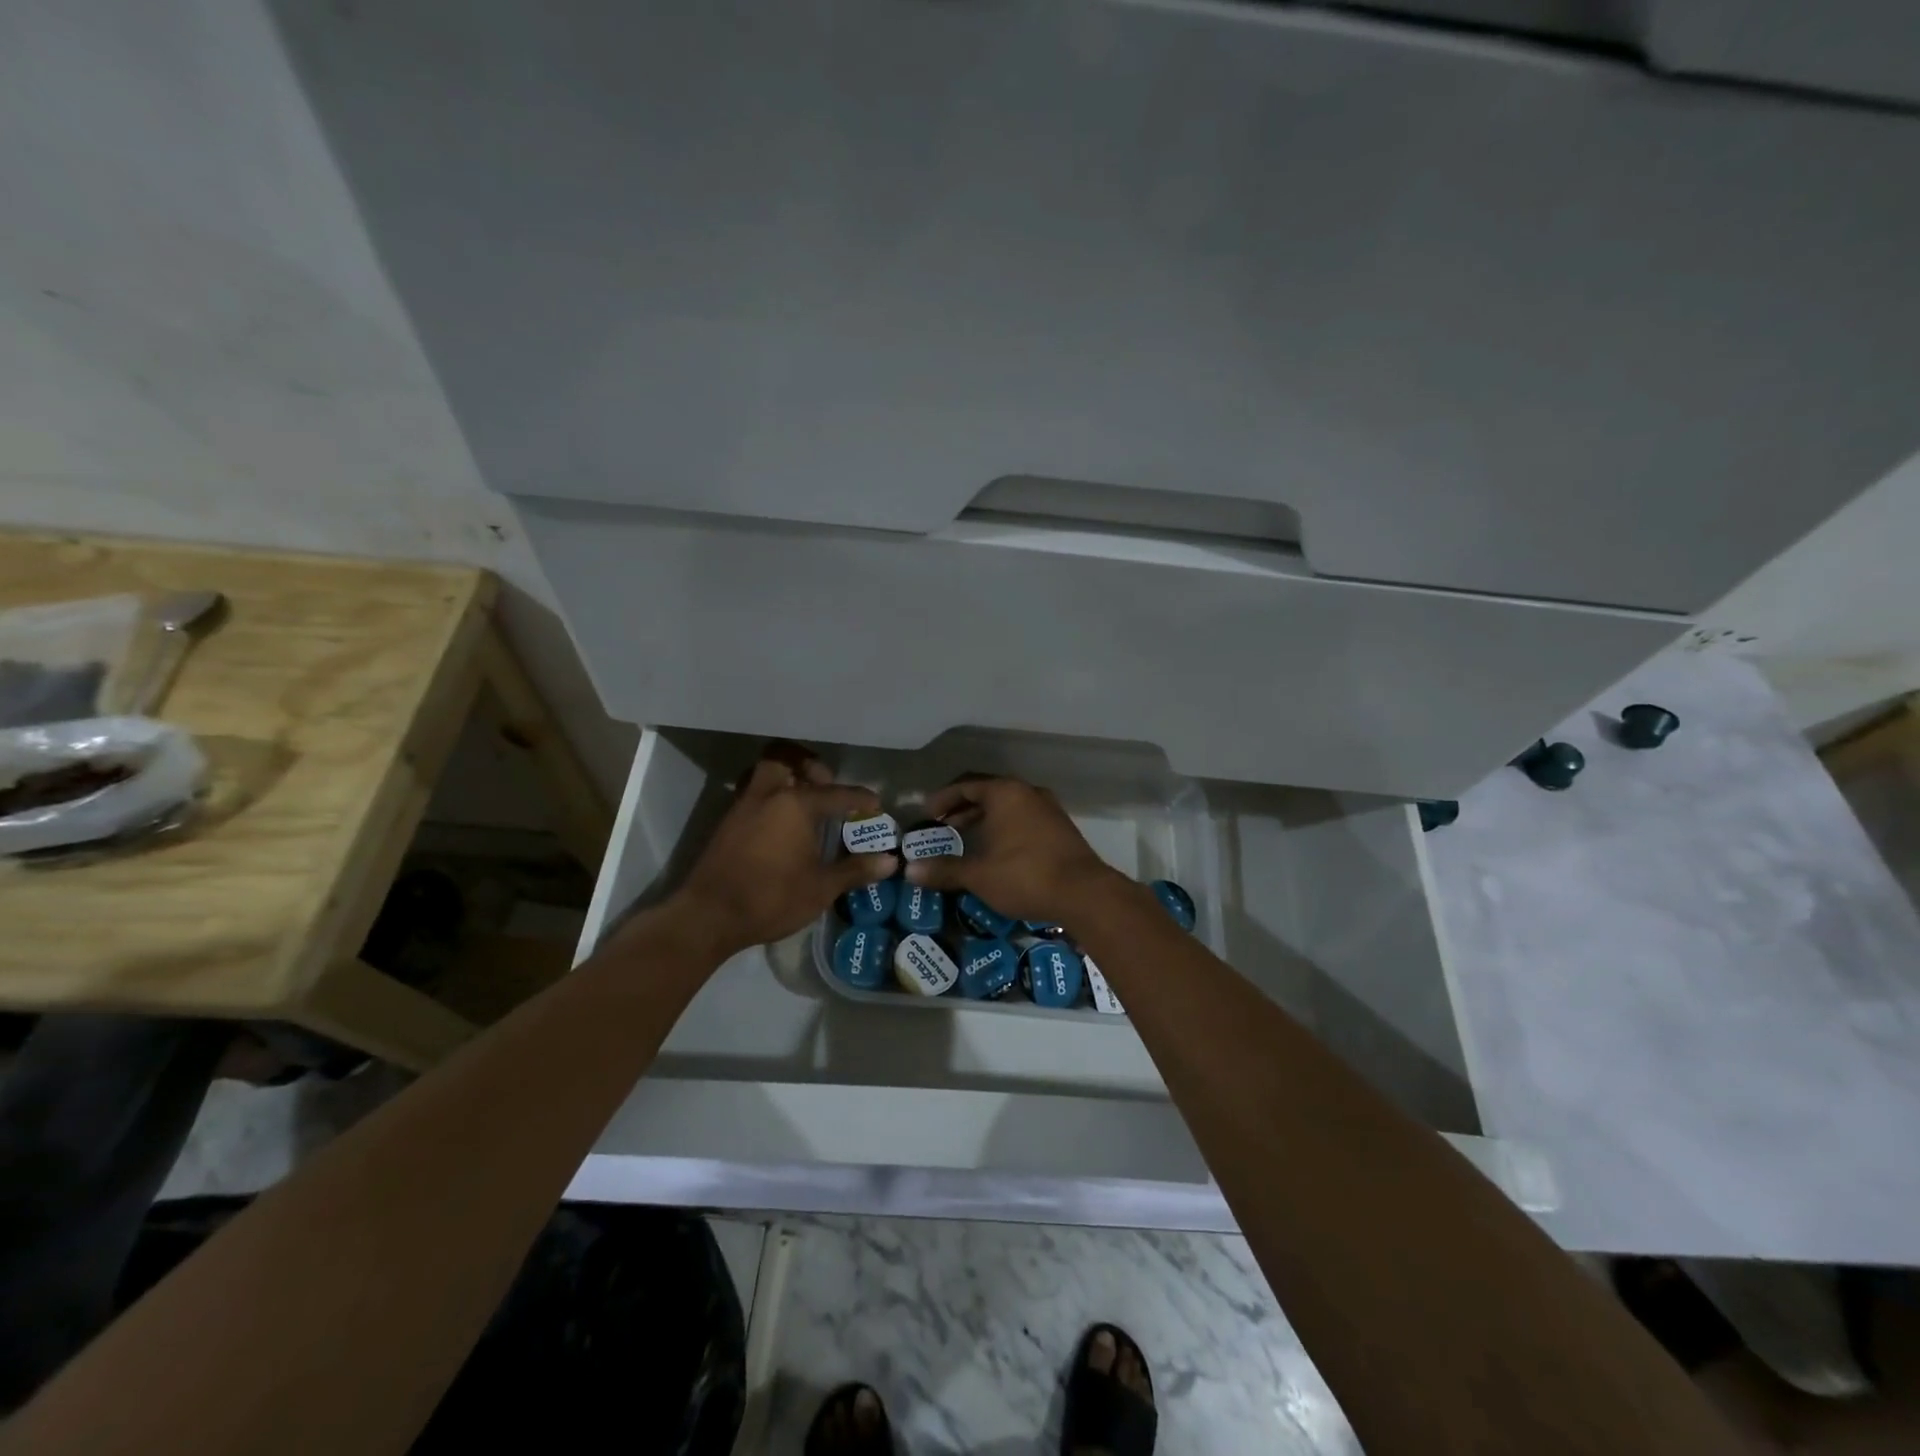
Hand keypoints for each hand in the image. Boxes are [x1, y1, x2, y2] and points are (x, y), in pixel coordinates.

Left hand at [667, 753, 896, 958]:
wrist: (709, 915)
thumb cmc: (772, 897)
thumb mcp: (821, 887)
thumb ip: (855, 870)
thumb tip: (890, 862)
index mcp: (796, 804)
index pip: (837, 794)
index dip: (860, 798)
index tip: (875, 804)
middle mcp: (768, 795)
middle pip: (786, 759)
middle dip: (808, 766)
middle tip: (825, 785)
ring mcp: (743, 807)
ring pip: (764, 774)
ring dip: (784, 778)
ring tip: (803, 801)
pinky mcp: (727, 823)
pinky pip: (752, 794)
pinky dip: (769, 797)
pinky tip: (780, 824)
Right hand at [903, 776, 1123, 927]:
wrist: (1084, 893)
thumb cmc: (1024, 875)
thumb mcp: (978, 875)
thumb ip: (944, 869)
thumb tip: (910, 871)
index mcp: (1004, 793)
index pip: (965, 785)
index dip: (942, 799)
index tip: (926, 815)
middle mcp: (1027, 792)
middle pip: (987, 793)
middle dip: (962, 809)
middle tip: (942, 827)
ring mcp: (1047, 809)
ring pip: (1007, 807)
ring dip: (984, 820)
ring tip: (965, 839)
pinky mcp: (1060, 828)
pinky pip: (1023, 819)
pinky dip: (1003, 828)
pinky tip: (996, 851)